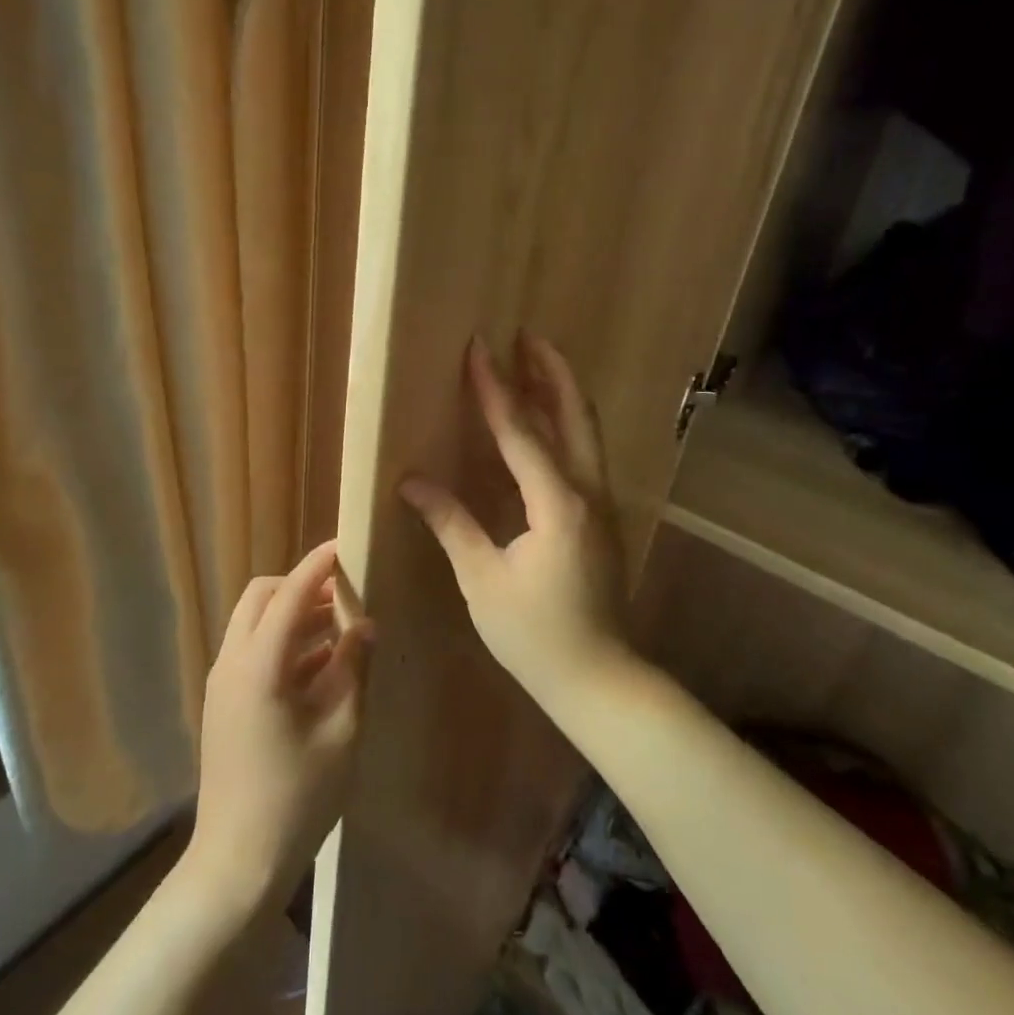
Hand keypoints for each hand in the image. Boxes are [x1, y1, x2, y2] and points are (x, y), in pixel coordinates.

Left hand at [186, 540, 371, 913]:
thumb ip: (353, 668)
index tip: (345, 545)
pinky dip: (283, 643)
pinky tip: (321, 664)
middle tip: (344, 593)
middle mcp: (232, 663)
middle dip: (300, 586)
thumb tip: (364, 624)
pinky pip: (253, 652)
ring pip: (254, 624)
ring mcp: (222, 684)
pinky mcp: (224, 703)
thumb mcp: (341, 730)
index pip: (289, 594)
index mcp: (259, 665)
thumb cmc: (297, 797)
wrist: (237, 863)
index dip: (317, 566)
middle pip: (261, 598)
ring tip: (340, 625)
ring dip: (293, 615)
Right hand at [400, 333, 634, 705]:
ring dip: (561, 395)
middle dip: (551, 372)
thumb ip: (451, 523)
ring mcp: (602, 506)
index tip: (479, 348)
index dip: (496, 389)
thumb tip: (412, 481)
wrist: (599, 679)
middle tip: (527, 335)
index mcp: (557, 503)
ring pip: (585, 433)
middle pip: (574, 416)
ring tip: (536, 364)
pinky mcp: (601, 520)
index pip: (521, 432)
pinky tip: (544, 427)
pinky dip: (564, 427)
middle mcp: (588, 493)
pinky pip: (583, 456)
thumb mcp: (483, 579)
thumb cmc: (534, 634)